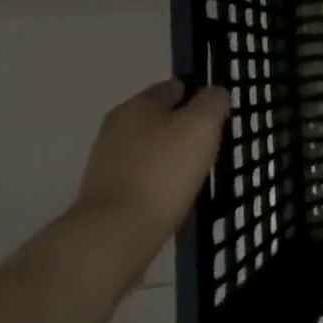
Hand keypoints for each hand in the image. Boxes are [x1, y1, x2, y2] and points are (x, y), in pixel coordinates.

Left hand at [68, 80, 229, 279]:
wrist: (115, 235)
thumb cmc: (163, 172)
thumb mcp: (201, 126)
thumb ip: (213, 102)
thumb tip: (214, 94)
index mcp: (139, 104)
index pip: (176, 87)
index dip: (200, 98)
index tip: (218, 119)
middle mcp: (117, 127)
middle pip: (161, 118)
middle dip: (185, 129)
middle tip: (209, 148)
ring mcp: (107, 161)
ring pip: (151, 149)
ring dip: (170, 157)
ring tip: (192, 176)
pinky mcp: (104, 193)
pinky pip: (141, 176)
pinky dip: (157, 182)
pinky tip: (171, 198)